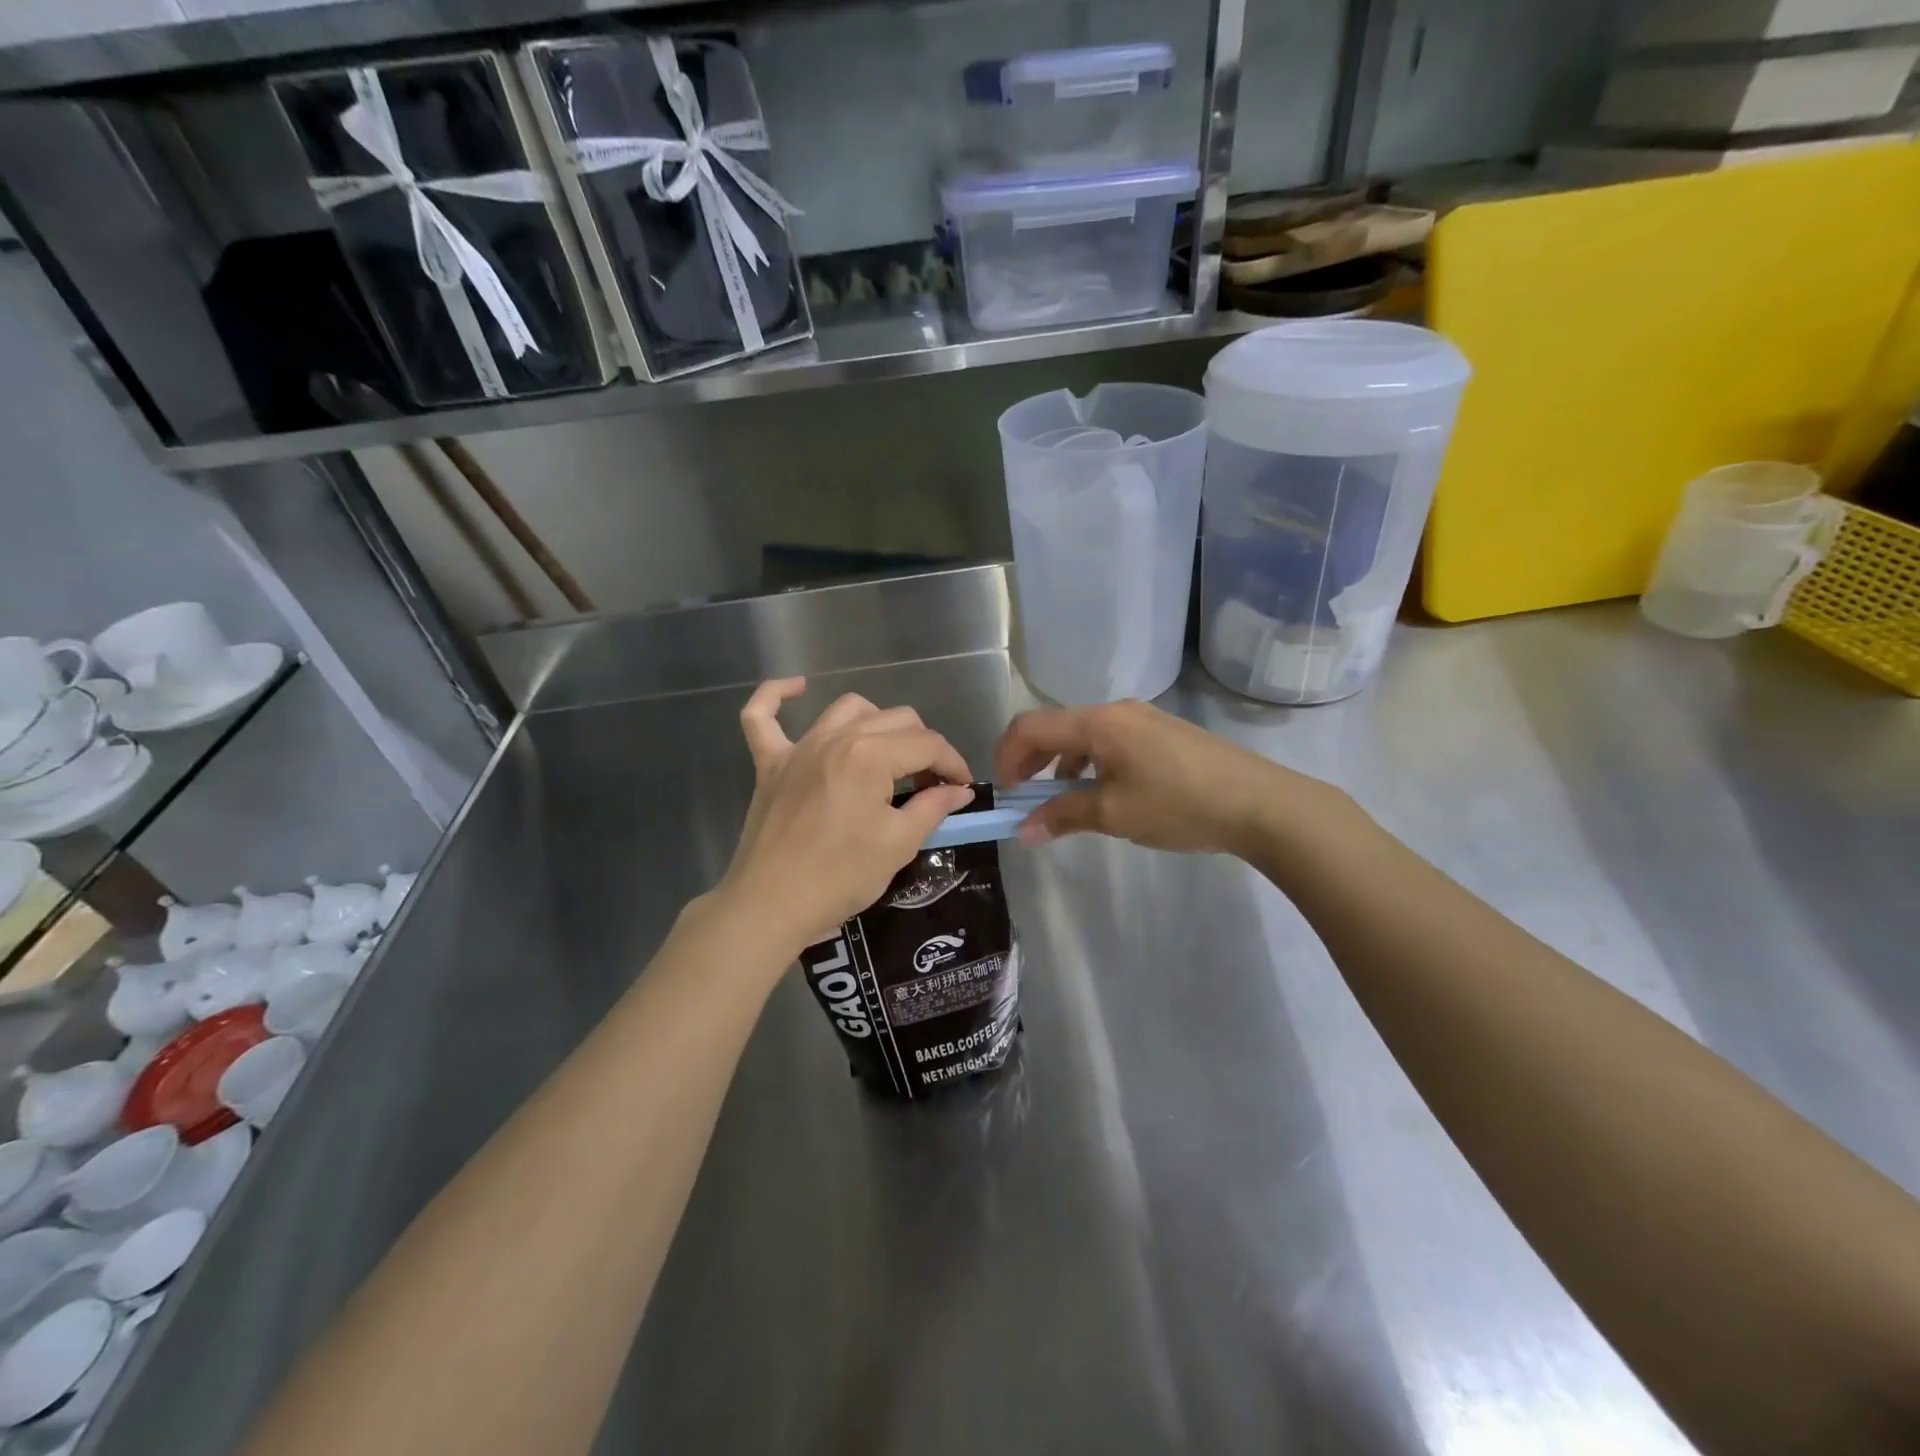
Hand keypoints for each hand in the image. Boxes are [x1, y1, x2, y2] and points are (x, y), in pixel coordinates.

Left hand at [720, 678, 975, 953]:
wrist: (770, 906)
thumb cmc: (840, 877)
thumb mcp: (898, 844)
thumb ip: (933, 807)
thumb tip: (960, 790)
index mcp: (871, 756)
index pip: (928, 744)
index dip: (953, 764)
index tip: (963, 789)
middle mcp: (836, 738)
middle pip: (896, 720)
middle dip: (924, 747)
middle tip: (931, 785)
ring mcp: (798, 747)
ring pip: (849, 709)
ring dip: (878, 723)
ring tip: (889, 755)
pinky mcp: (769, 763)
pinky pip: (762, 716)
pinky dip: (776, 696)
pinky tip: (796, 688)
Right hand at [994, 699, 1321, 855]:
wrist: (1260, 803)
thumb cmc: (1179, 805)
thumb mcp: (1115, 814)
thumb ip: (1063, 817)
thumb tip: (1023, 830)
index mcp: (1098, 723)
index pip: (1030, 726)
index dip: (1007, 757)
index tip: (1005, 794)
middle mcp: (1115, 711)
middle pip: (1055, 727)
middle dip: (1032, 762)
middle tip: (1027, 801)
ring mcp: (1142, 719)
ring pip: (1082, 735)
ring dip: (1062, 766)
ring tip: (1066, 804)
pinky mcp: (1161, 734)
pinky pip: (1109, 742)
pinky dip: (1090, 765)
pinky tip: (1105, 795)